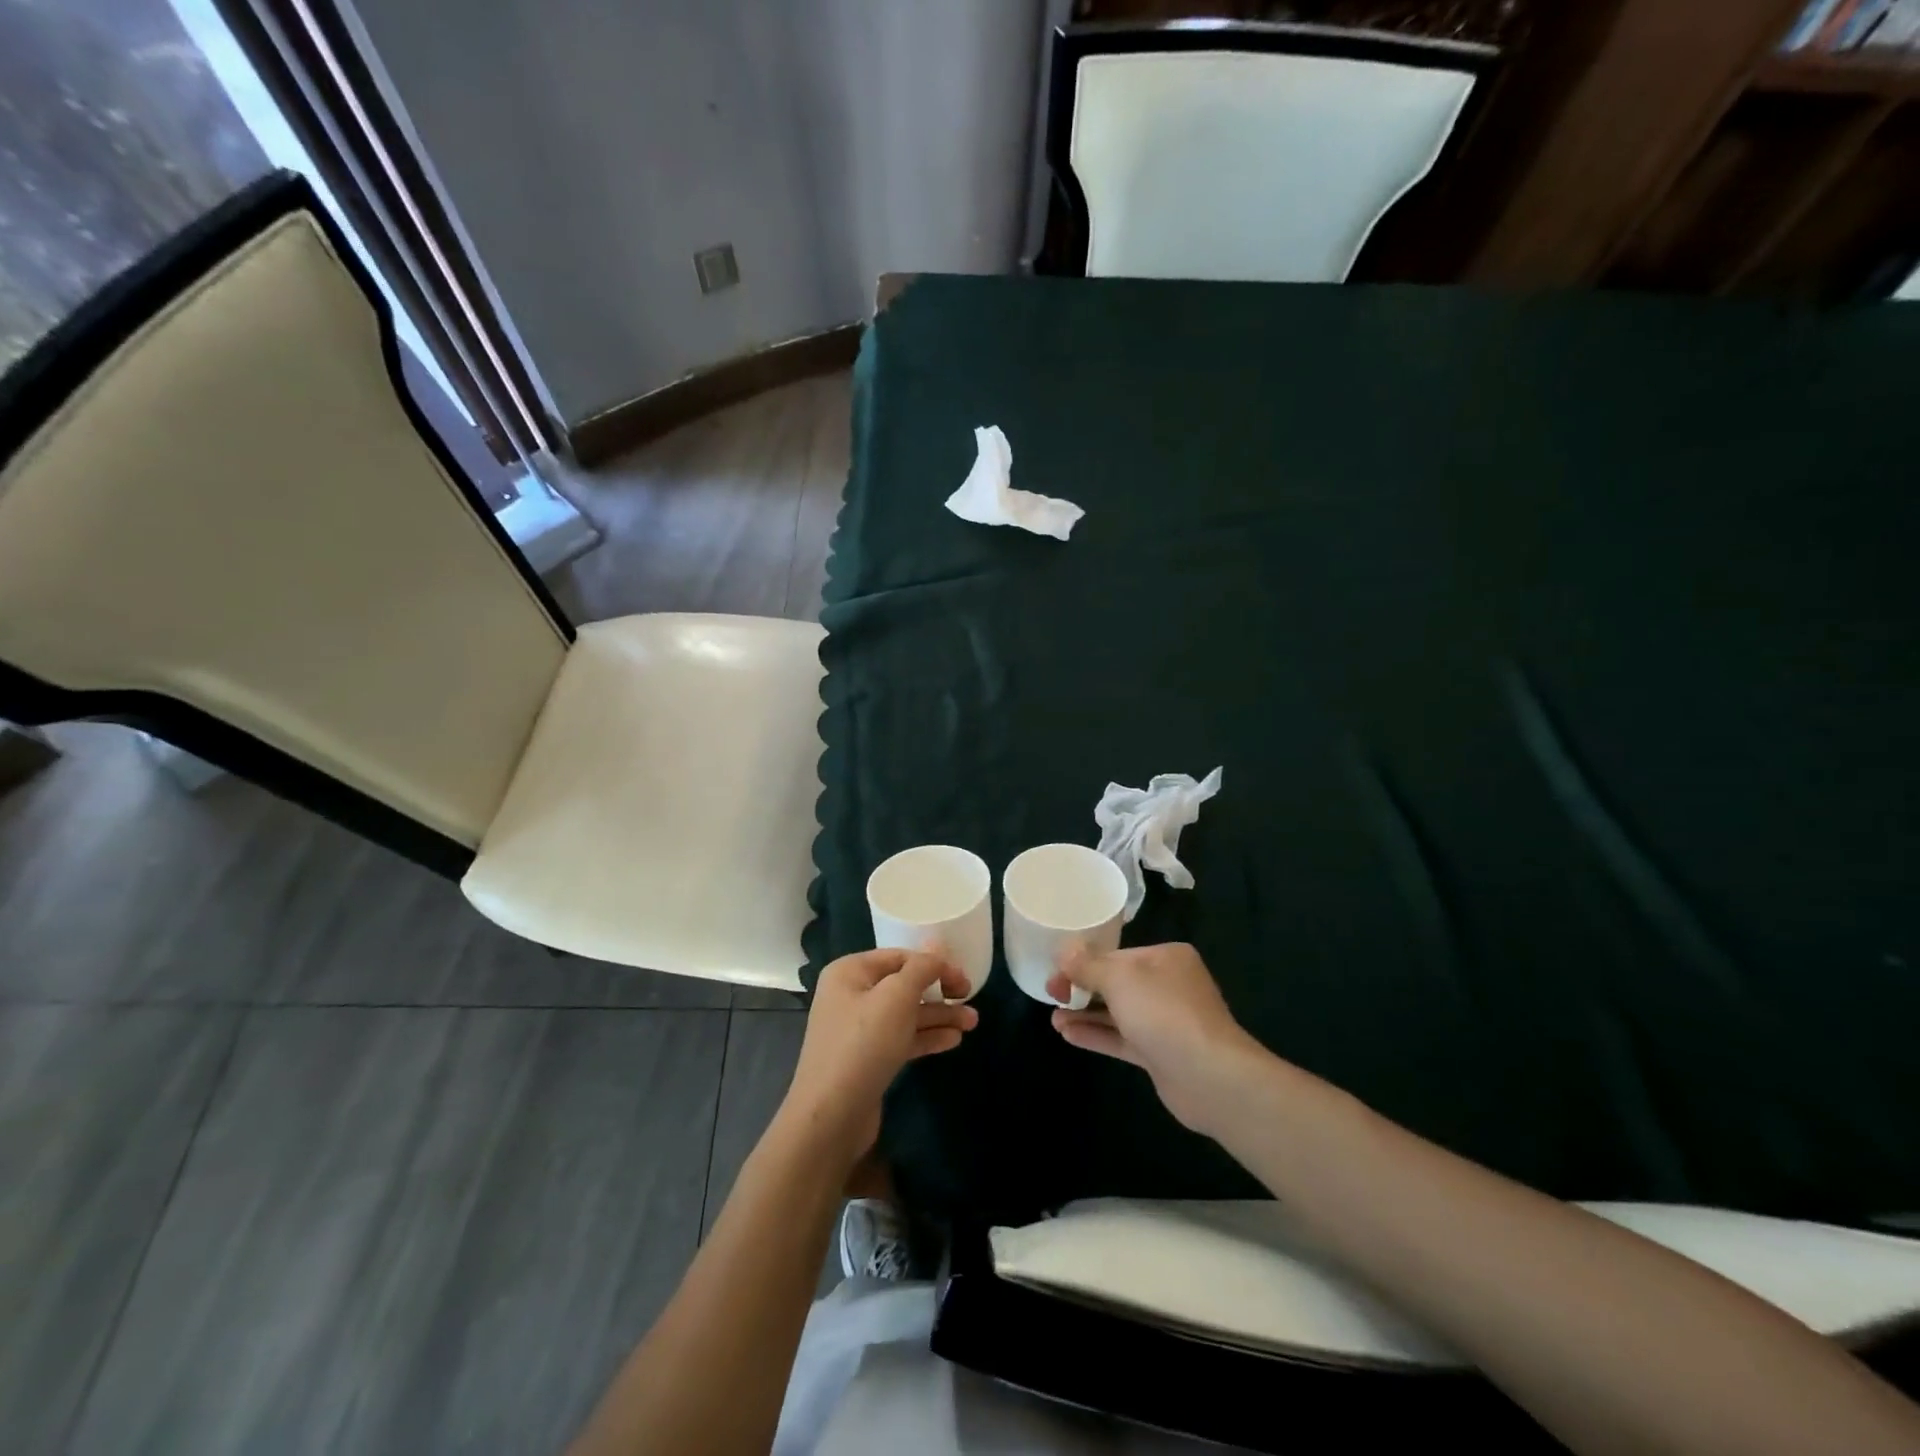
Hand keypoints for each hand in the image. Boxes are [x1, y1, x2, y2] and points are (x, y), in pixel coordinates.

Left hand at [780, 949, 976, 1168]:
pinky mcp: (867, 1059)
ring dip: (939, 1016)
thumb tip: (937, 947)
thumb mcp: (896, 997)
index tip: (964, 980)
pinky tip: (953, 1041)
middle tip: (971, 999)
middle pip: (903, 985)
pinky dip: (926, 1037)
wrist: (830, 1118)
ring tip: (973, 1023)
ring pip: (906, 1014)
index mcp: (850, 972)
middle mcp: (851, 995)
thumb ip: (921, 968)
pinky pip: (902, 1038)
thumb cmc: (863, 1045)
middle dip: (939, 992)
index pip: (899, 956)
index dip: (934, 964)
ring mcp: (858, 1030)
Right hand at [1048, 942, 1264, 1132]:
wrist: (1210, 1077)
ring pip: (1117, 1012)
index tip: (1055, 972)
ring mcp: (1166, 1022)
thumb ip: (1088, 966)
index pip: (1116, 954)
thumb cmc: (1164, 1013)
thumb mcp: (1119, 979)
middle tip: (1051, 994)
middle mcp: (1168, 985)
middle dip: (1082, 988)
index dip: (1082, 963)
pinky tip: (1068, 1035)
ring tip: (1053, 1018)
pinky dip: (1097, 1035)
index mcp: (1165, 958)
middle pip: (1116, 982)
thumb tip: (1063, 950)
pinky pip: (1122, 1038)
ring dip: (1085, 1014)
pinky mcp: (1160, 1054)